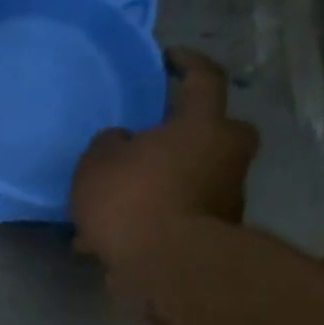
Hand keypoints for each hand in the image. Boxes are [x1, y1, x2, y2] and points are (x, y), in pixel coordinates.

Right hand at [71, 48, 258, 266]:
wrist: (166, 267)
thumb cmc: (133, 198)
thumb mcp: (99, 161)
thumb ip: (112, 144)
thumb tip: (124, 143)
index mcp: (202, 126)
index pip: (205, 79)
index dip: (188, 62)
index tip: (169, 57)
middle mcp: (224, 157)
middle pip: (217, 131)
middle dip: (191, 131)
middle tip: (154, 138)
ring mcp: (223, 198)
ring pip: (191, 176)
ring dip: (160, 182)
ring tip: (109, 202)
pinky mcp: (212, 235)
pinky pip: (176, 214)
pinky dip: (149, 219)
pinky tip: (106, 237)